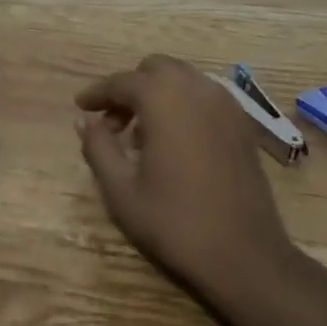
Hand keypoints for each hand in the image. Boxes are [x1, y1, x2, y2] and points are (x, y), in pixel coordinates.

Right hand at [76, 55, 295, 298]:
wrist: (246, 256)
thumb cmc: (176, 222)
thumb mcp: (121, 191)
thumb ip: (98, 148)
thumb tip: (84, 122)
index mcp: (164, 99)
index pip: (122, 82)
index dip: (97, 93)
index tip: (80, 107)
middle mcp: (197, 89)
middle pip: (155, 69)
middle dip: (130, 88)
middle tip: (112, 123)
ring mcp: (226, 104)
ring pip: (182, 79)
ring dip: (157, 94)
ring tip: (140, 135)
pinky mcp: (243, 123)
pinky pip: (204, 96)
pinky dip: (183, 104)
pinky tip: (173, 140)